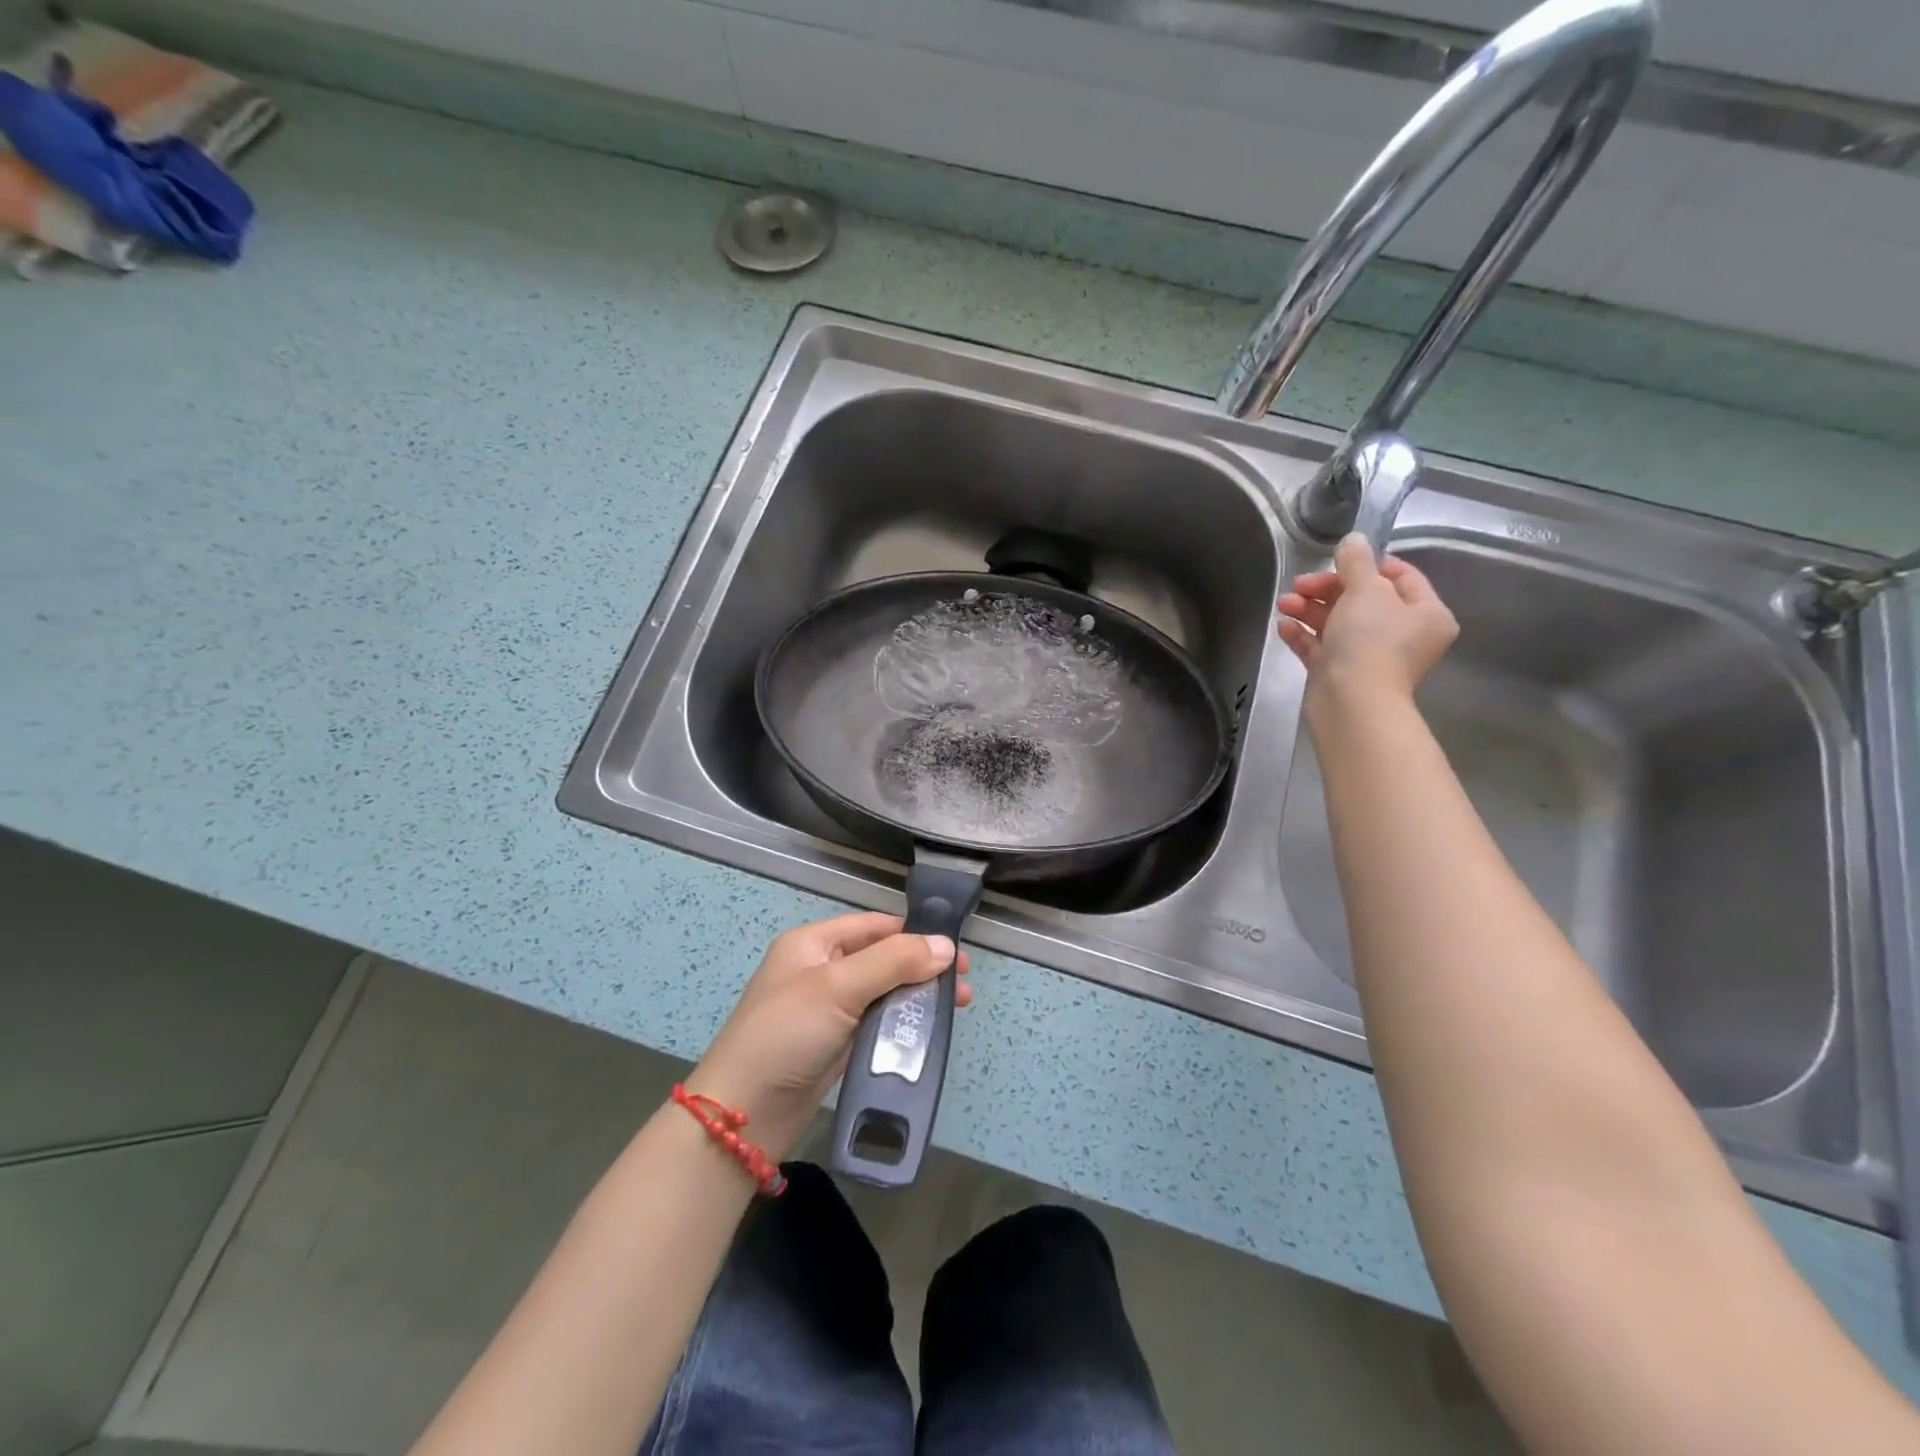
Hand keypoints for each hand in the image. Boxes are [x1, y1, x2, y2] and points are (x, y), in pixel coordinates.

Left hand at [686, 913, 971, 1161]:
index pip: (875, 926)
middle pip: (883, 958)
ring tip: (956, 1008)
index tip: (955, 950)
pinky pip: (876, 1024)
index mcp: (814, 944)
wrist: (743, 1115)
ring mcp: (827, 1010)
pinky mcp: (834, 1045)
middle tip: (963, 983)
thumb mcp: (838, 987)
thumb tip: (945, 945)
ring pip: (883, 992)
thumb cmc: (787, 1034)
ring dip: (918, 997)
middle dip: (923, 968)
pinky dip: (902, 1024)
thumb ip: (894, 962)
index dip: (915, 934)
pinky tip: (928, 1032)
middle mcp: (821, 970)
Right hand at [1276, 533, 1457, 714]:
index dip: (1367, 564)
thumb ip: (1356, 562)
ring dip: (1309, 609)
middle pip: (1363, 599)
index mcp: (1426, 613)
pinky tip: (1284, 626)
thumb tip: (1354, 539)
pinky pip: (1322, 647)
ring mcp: (1371, 657)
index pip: (1400, 576)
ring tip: (1284, 604)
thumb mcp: (1365, 590)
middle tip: (1299, 585)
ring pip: (1338, 623)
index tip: (1336, 560)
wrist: (1352, 703)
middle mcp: (1404, 635)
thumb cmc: (1370, 641)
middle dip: (1326, 589)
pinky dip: (1304, 635)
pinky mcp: (1342, 674)